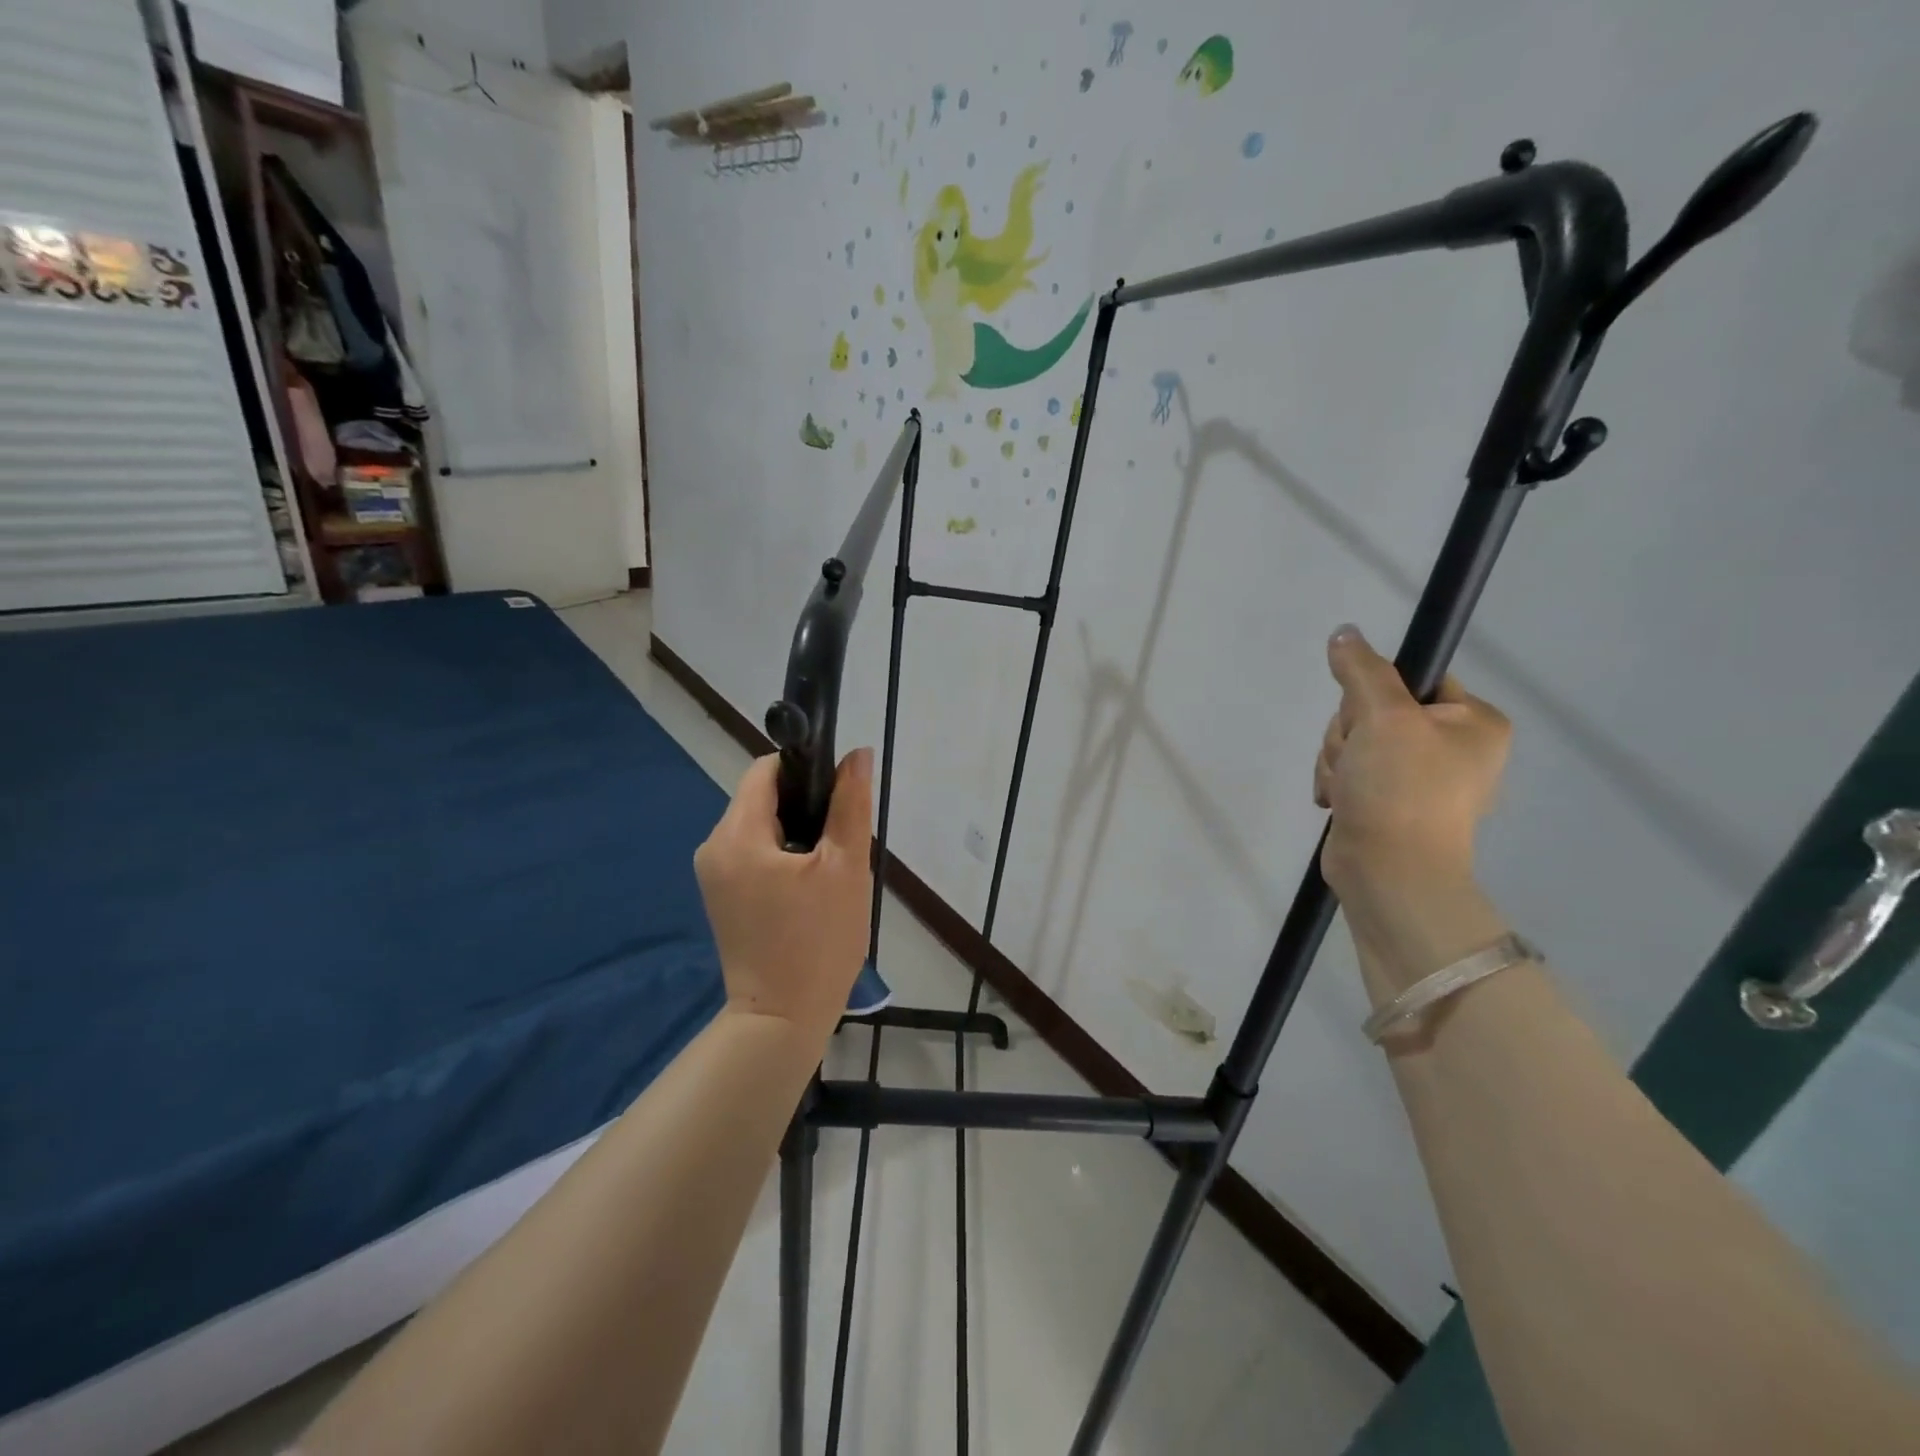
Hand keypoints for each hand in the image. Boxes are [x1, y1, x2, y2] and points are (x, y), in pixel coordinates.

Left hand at [694, 750, 873, 1035]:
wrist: (782, 1019)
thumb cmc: (818, 942)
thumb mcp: (845, 868)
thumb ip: (850, 805)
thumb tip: (857, 754)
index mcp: (737, 834)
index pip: (765, 770)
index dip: (804, 768)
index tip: (838, 793)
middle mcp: (714, 846)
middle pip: (761, 798)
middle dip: (804, 806)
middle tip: (840, 840)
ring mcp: (714, 874)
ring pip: (760, 826)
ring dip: (797, 832)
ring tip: (829, 866)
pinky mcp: (722, 895)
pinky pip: (753, 853)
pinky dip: (782, 854)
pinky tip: (809, 884)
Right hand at [1314, 625, 1510, 912]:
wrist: (1389, 873)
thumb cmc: (1400, 789)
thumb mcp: (1382, 717)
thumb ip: (1362, 670)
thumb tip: (1344, 633)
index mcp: (1473, 721)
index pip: (1413, 678)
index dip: (1376, 694)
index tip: (1370, 719)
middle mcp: (1452, 746)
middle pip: (1374, 710)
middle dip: (1350, 735)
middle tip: (1359, 760)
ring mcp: (1418, 777)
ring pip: (1354, 741)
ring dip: (1338, 760)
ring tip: (1349, 789)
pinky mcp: (1386, 801)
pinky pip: (1349, 770)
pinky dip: (1337, 782)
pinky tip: (1340, 801)